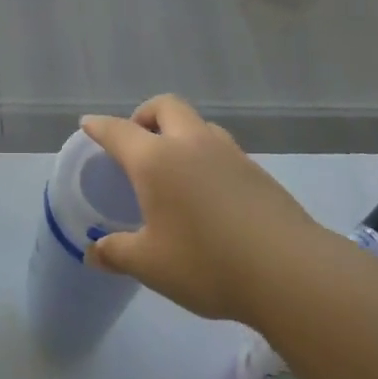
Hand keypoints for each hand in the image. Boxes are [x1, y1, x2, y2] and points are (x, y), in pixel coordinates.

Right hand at [81, 95, 330, 327]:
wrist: (290, 271)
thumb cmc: (206, 264)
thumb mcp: (150, 265)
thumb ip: (117, 253)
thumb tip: (93, 252)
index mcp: (157, 160)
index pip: (119, 131)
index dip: (99, 127)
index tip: (88, 124)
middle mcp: (192, 145)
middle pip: (166, 107)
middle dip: (145, 114)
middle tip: (137, 140)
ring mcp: (229, 154)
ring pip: (199, 124)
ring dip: (179, 133)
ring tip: (173, 166)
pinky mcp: (257, 172)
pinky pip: (221, 149)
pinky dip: (205, 156)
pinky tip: (206, 191)